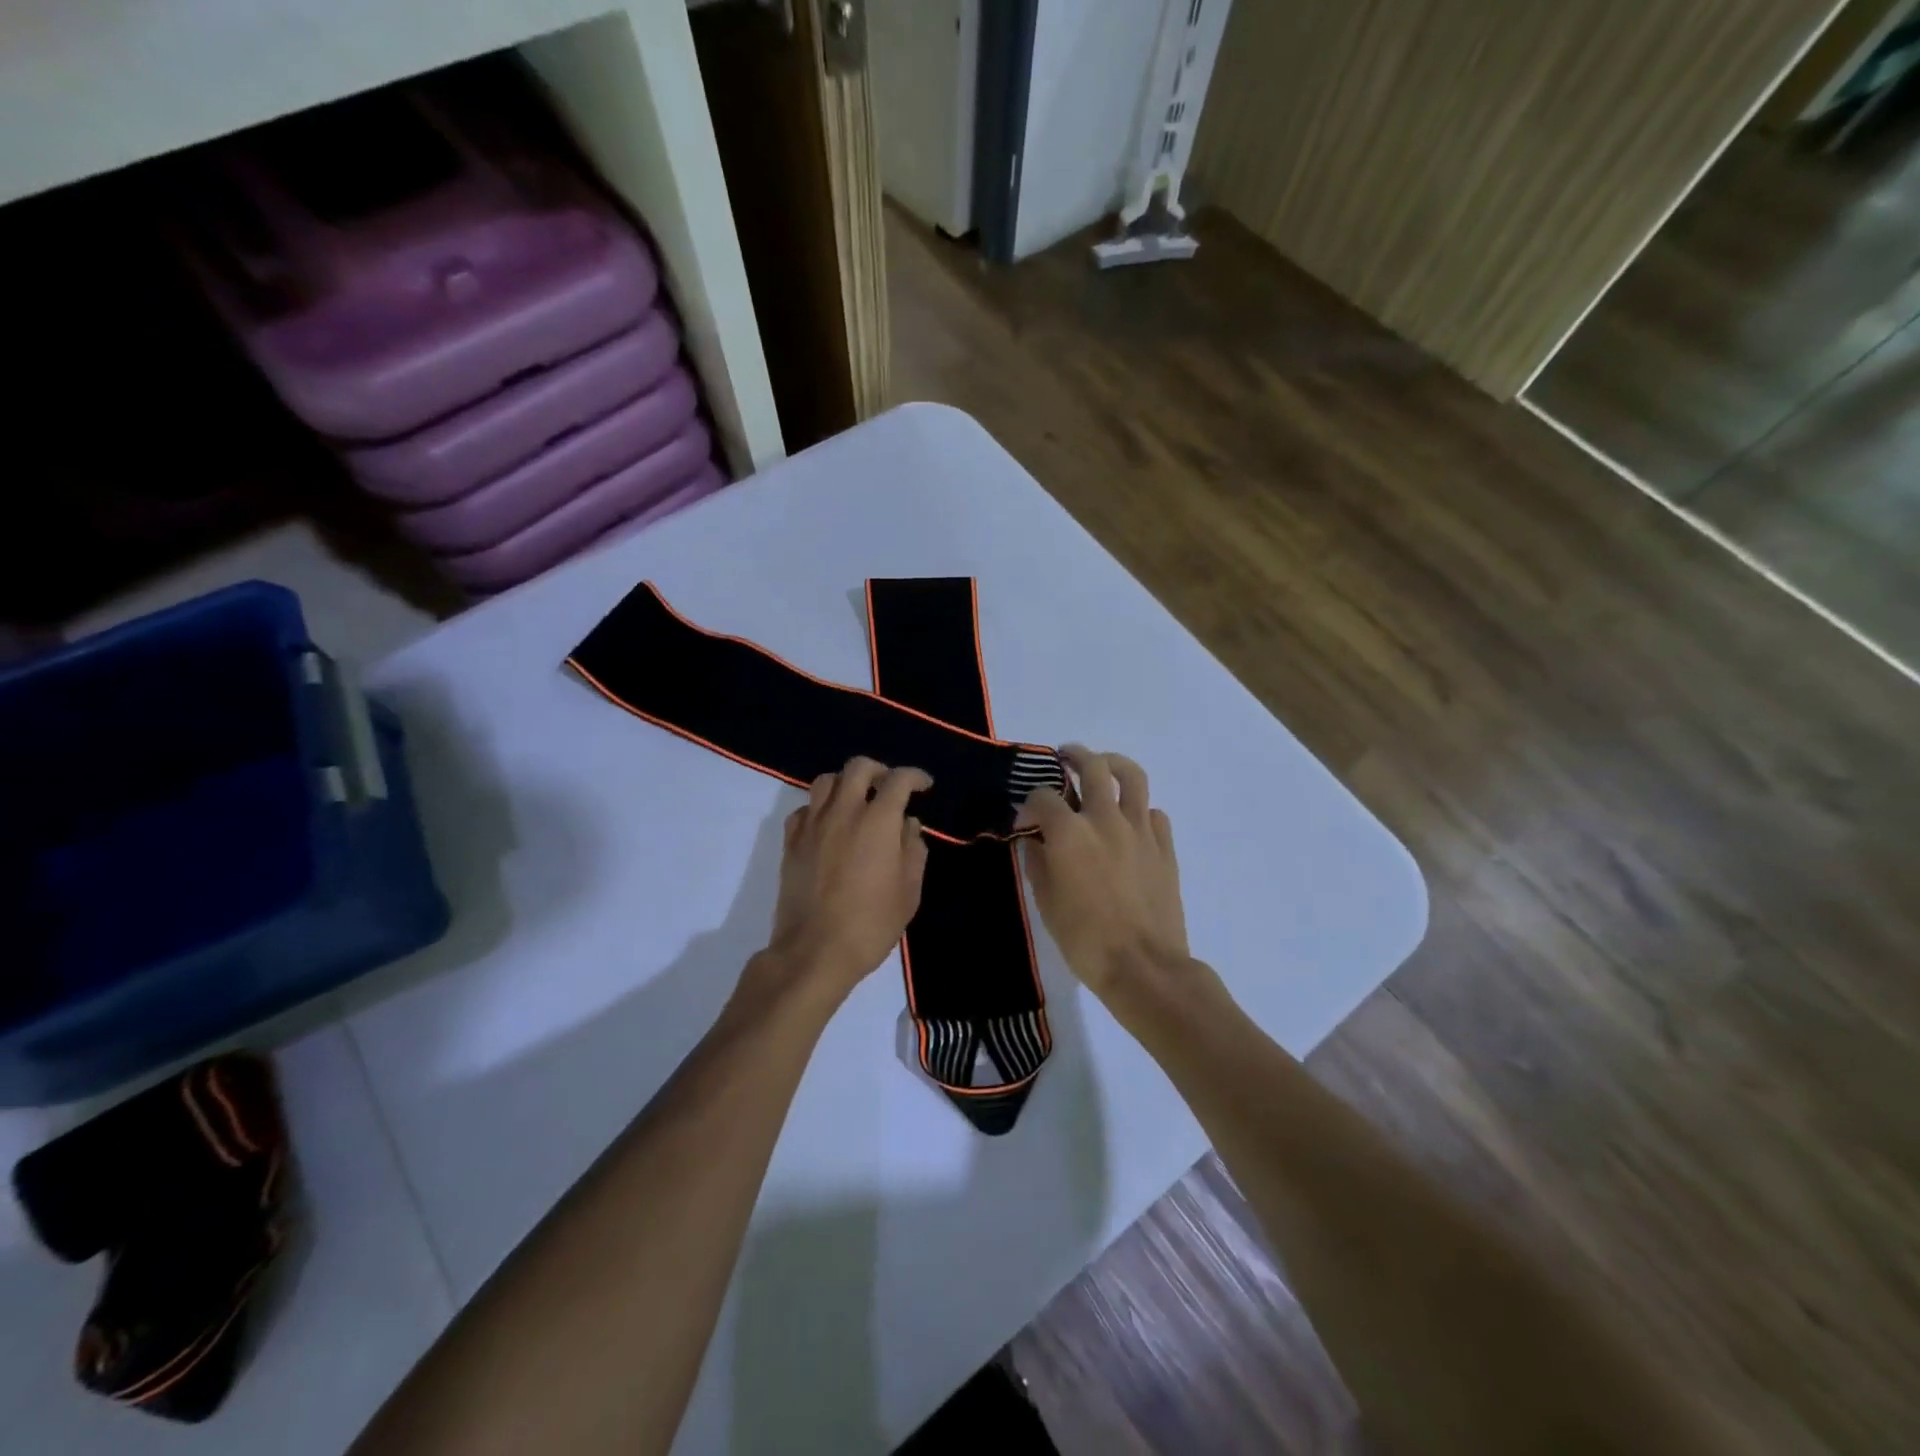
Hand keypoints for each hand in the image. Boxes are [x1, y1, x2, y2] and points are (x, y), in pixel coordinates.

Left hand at [763, 757, 931, 999]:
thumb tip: (908, 824)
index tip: (924, 786)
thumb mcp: (909, 891)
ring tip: (856, 801)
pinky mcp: (791, 841)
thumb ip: (913, 850)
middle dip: (879, 770)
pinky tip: (829, 826)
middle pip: (858, 767)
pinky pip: (805, 808)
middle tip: (888, 787)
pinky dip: (820, 808)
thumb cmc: (871, 923)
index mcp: (878, 821)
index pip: (898, 780)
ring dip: (846, 784)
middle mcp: (843, 812)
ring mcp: (812, 824)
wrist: (814, 950)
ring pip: (826, 781)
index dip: (915, 777)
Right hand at [1016, 747, 1188, 997]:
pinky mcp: (1164, 846)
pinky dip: (1140, 809)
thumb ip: (1037, 864)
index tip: (1025, 821)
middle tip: (1064, 757)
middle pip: (1092, 767)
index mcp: (1069, 833)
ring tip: (1103, 765)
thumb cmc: (1085, 940)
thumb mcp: (1046, 904)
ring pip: (1132, 776)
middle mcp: (1105, 819)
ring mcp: (1140, 829)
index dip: (1029, 804)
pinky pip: (1154, 813)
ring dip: (1114, 764)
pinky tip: (1131, 821)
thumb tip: (1034, 841)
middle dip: (1074, 756)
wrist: (1144, 967)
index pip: (1043, 796)